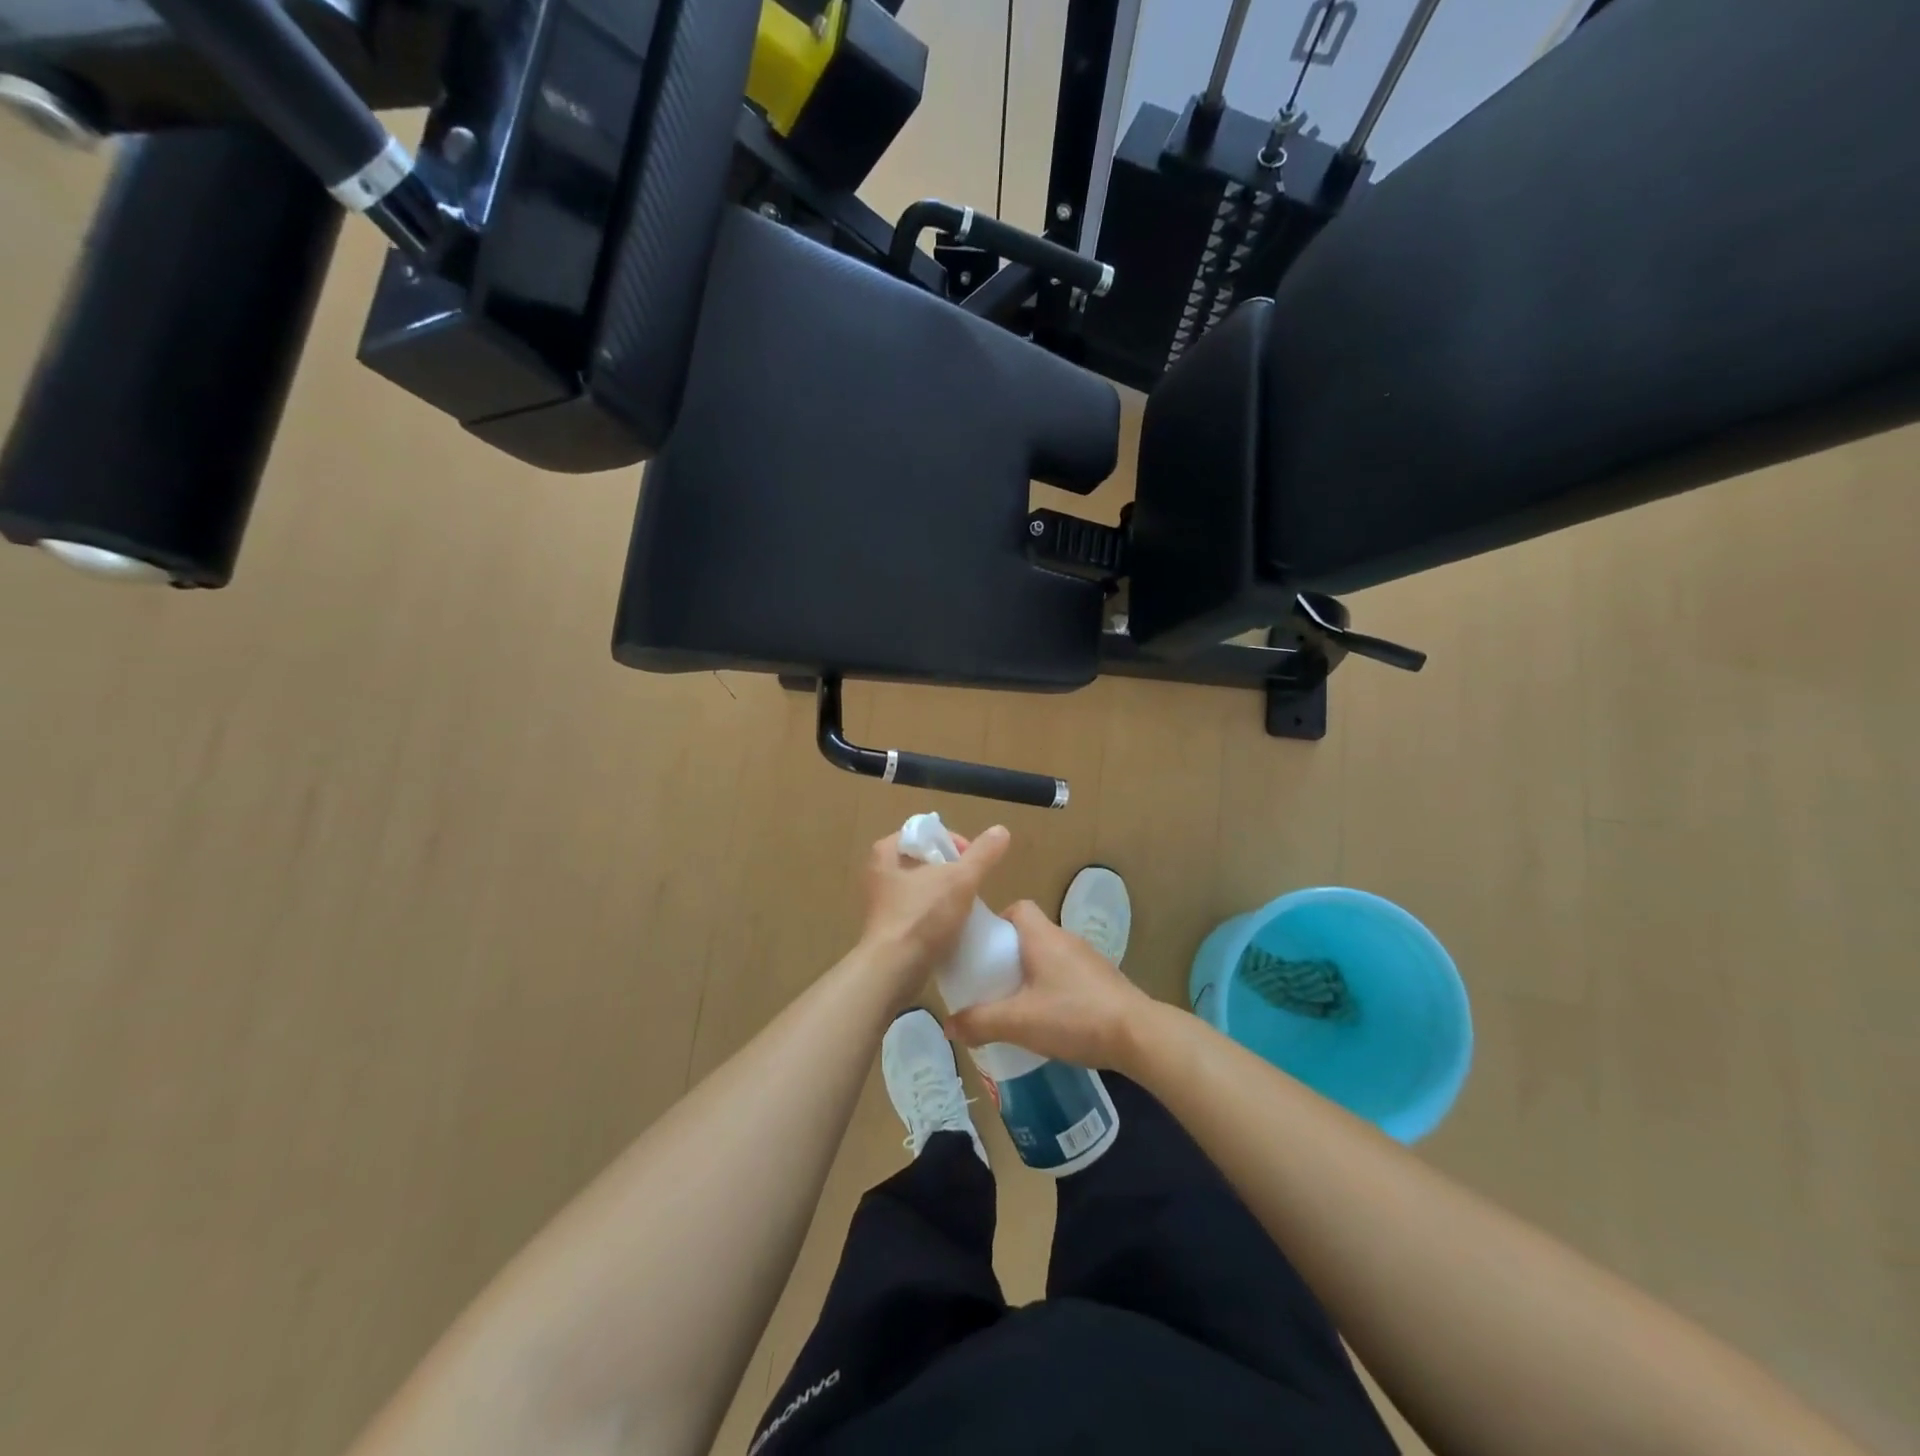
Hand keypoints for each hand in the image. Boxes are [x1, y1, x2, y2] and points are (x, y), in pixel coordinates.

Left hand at [857, 825, 1010, 1003]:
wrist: (894, 970)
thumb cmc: (923, 916)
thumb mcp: (960, 879)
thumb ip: (983, 854)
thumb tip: (1001, 830)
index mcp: (886, 852)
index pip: (925, 833)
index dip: (952, 841)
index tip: (972, 860)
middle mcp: (879, 873)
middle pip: (924, 860)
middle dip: (951, 869)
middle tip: (972, 882)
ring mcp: (882, 903)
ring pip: (922, 887)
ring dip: (944, 893)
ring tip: (967, 904)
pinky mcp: (888, 928)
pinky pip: (918, 912)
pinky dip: (935, 914)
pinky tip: (954, 925)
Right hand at [946, 901, 1157, 1069]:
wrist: (1138, 1035)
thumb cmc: (1073, 1016)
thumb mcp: (1019, 1022)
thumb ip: (980, 1022)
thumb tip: (948, 1025)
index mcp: (1043, 936)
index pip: (1018, 908)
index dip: (998, 921)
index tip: (983, 948)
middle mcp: (1066, 939)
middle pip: (1031, 933)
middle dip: (1009, 954)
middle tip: (991, 981)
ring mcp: (1088, 959)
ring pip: (1050, 956)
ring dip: (1032, 973)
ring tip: (1015, 1003)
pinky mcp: (1103, 981)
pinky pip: (1068, 974)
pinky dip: (1053, 988)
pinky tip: (1049, 1018)